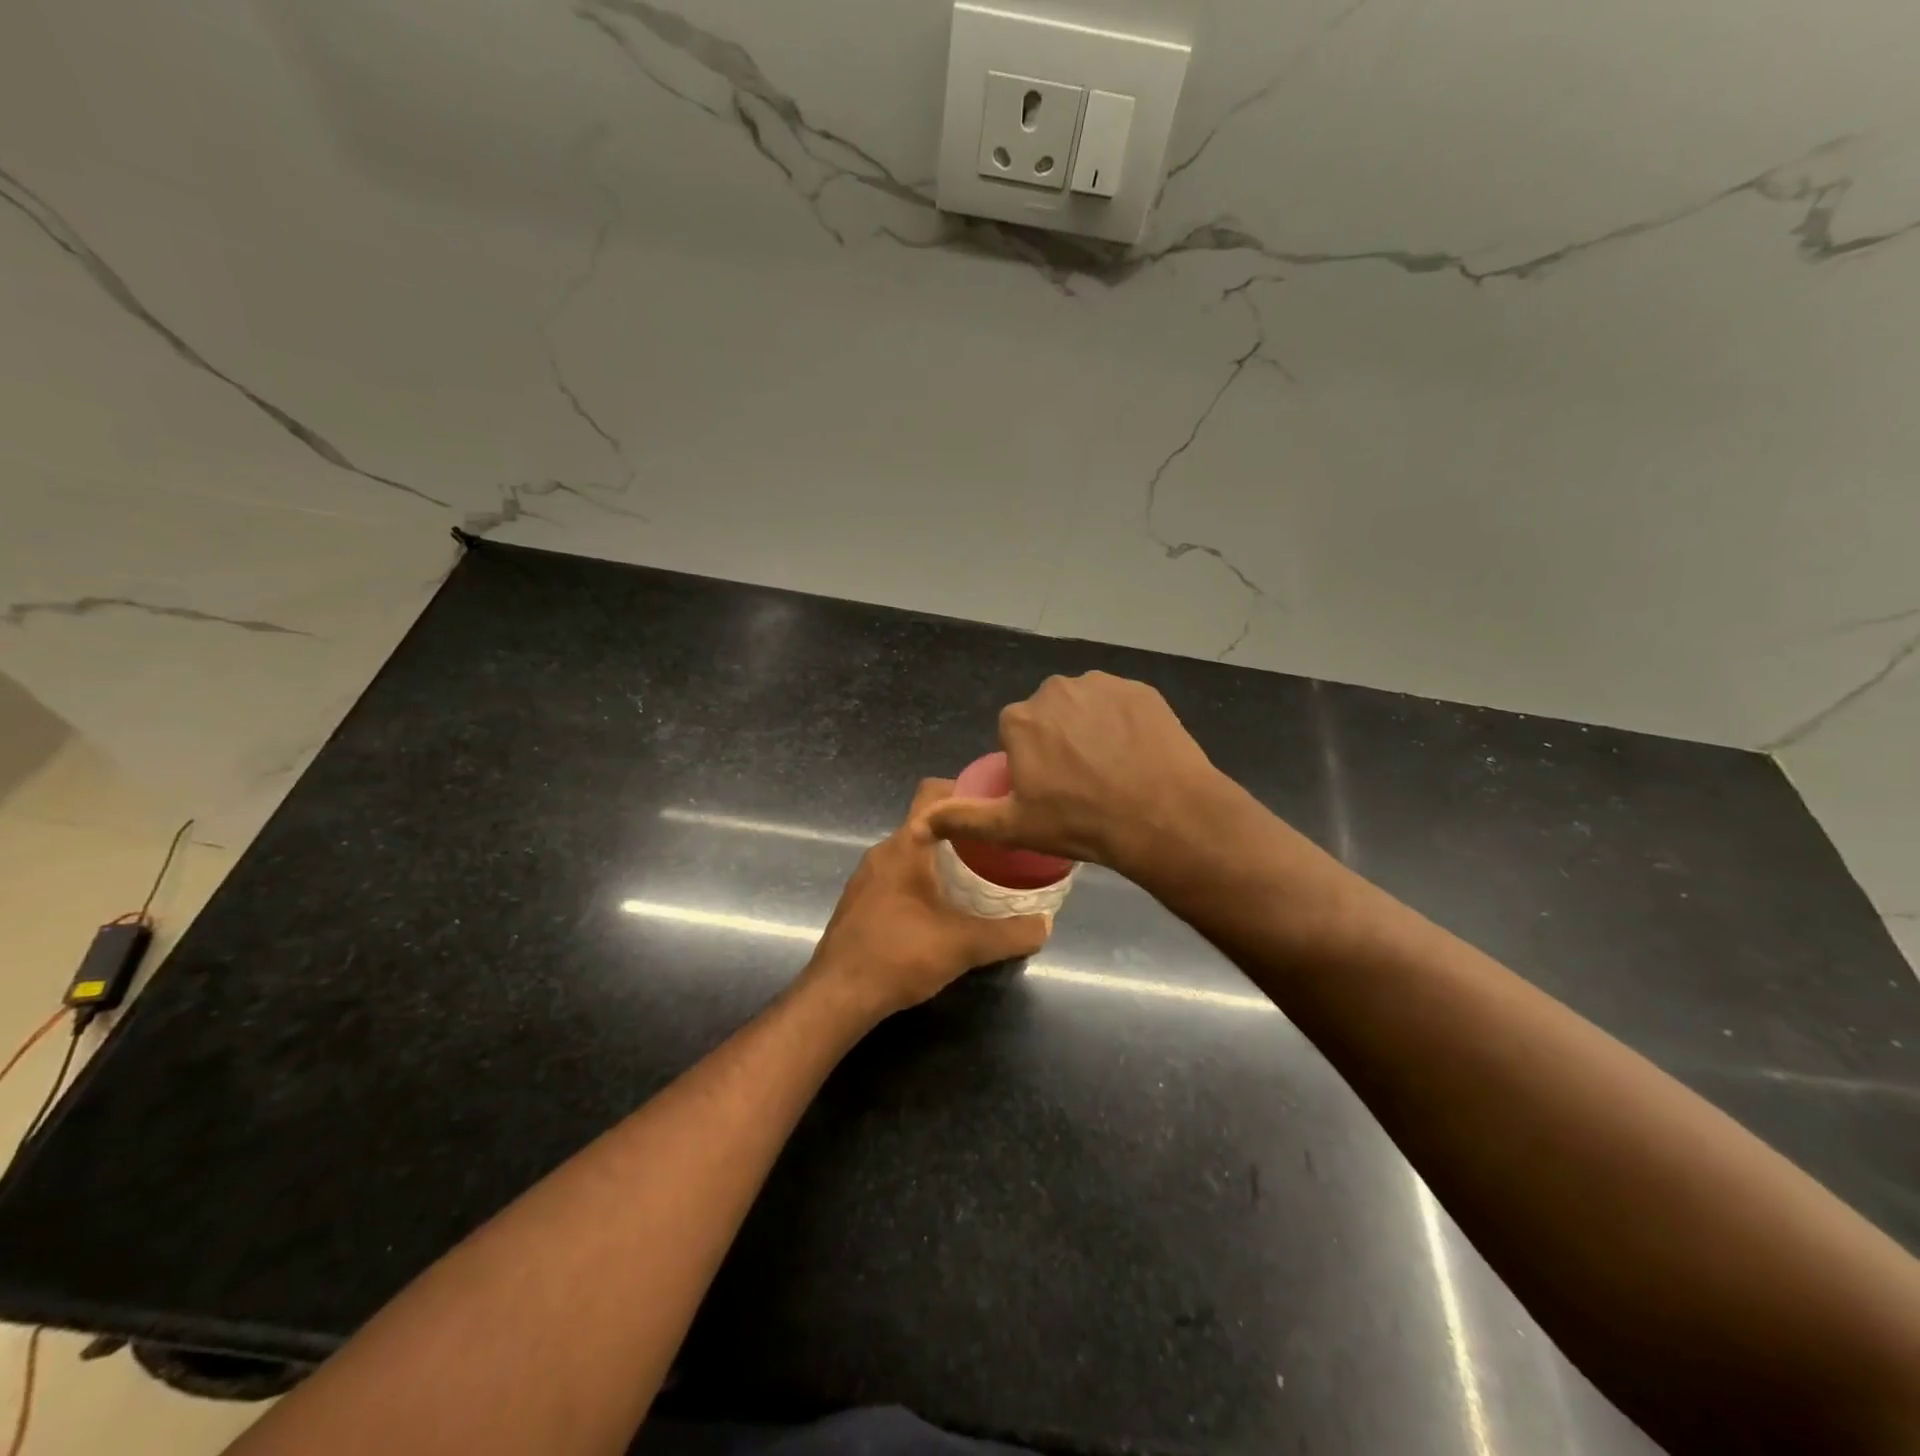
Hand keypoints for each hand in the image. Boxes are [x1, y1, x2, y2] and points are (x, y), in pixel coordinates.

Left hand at [806, 779, 1051, 1018]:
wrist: (837, 996)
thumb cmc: (899, 956)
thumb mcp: (964, 945)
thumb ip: (1010, 933)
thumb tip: (1046, 925)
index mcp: (905, 846)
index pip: (933, 793)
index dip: (966, 789)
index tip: (998, 803)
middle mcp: (883, 851)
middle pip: (926, 821)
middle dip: (962, 828)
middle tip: (999, 844)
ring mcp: (868, 876)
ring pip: (912, 850)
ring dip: (943, 856)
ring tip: (979, 874)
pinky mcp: (862, 900)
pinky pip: (899, 873)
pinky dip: (924, 877)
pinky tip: (945, 905)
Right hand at [915, 672, 1229, 881]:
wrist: (1163, 815)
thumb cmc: (1080, 822)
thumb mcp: (1014, 827)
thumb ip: (963, 818)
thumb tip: (918, 824)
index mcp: (1020, 720)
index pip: (1015, 733)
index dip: (1030, 761)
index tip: (1050, 789)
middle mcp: (1055, 690)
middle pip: (1048, 714)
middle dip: (1058, 739)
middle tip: (1081, 781)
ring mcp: (1102, 685)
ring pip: (1084, 705)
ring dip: (1090, 727)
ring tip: (1112, 768)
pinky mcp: (1140, 689)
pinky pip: (1120, 703)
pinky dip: (1123, 722)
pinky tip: (1137, 753)